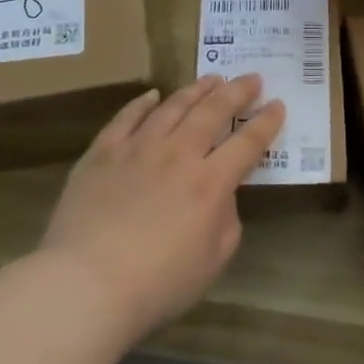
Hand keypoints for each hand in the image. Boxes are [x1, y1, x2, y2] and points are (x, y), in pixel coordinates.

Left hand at [42, 75, 284, 341]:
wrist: (85, 285)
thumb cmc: (157, 284)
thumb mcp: (213, 260)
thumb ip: (226, 220)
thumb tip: (221, 194)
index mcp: (210, 183)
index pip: (247, 143)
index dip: (266, 122)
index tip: (278, 104)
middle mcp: (178, 154)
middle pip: (212, 112)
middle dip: (237, 91)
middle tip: (251, 78)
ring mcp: (137, 149)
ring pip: (172, 106)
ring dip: (196, 90)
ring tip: (211, 79)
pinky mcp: (102, 153)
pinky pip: (126, 117)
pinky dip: (142, 103)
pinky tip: (152, 95)